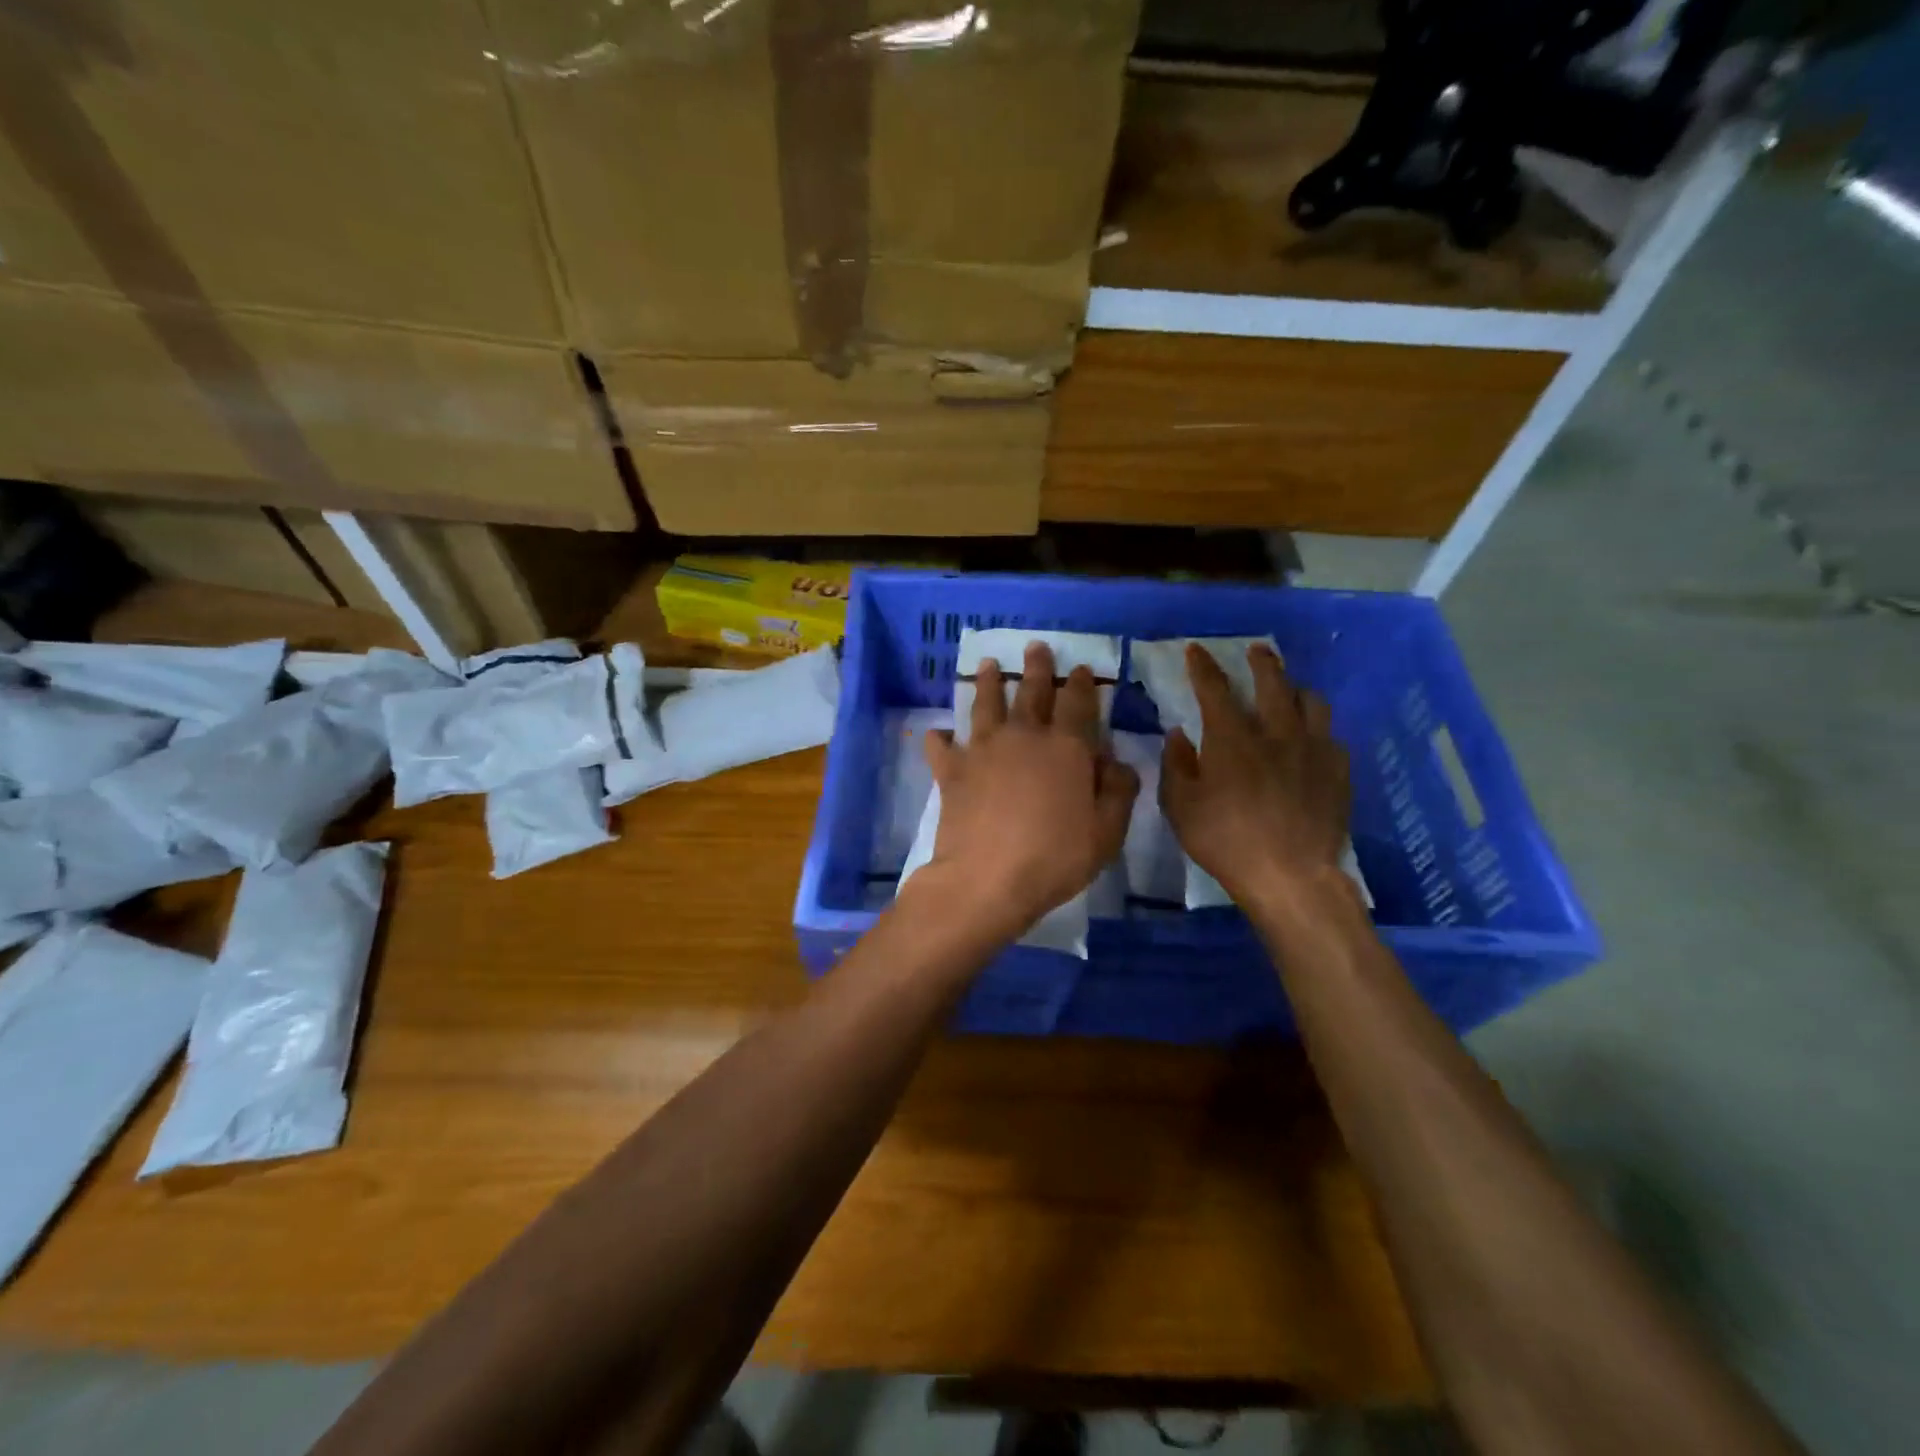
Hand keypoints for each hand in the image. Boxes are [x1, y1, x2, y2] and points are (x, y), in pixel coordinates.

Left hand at [920, 643, 1138, 942]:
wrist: (987, 879)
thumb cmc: (1055, 857)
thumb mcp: (1107, 832)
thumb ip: (1118, 791)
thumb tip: (1116, 761)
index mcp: (1066, 747)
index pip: (1077, 703)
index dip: (1081, 684)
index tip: (1080, 668)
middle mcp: (1023, 737)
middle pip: (1031, 692)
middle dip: (1036, 668)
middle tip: (1035, 646)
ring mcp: (983, 750)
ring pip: (986, 704)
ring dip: (989, 682)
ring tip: (988, 664)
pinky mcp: (951, 770)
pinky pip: (941, 746)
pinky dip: (939, 737)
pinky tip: (938, 732)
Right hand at [1159, 643, 1350, 907]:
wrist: (1290, 876)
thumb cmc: (1225, 841)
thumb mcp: (1181, 807)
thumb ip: (1177, 765)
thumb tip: (1179, 734)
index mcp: (1232, 738)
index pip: (1214, 688)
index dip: (1203, 666)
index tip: (1196, 650)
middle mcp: (1275, 732)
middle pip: (1271, 682)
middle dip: (1261, 662)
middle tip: (1256, 650)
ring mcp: (1313, 750)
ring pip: (1311, 701)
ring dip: (1296, 689)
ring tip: (1289, 691)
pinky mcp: (1338, 772)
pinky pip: (1331, 737)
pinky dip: (1317, 730)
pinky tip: (1312, 741)